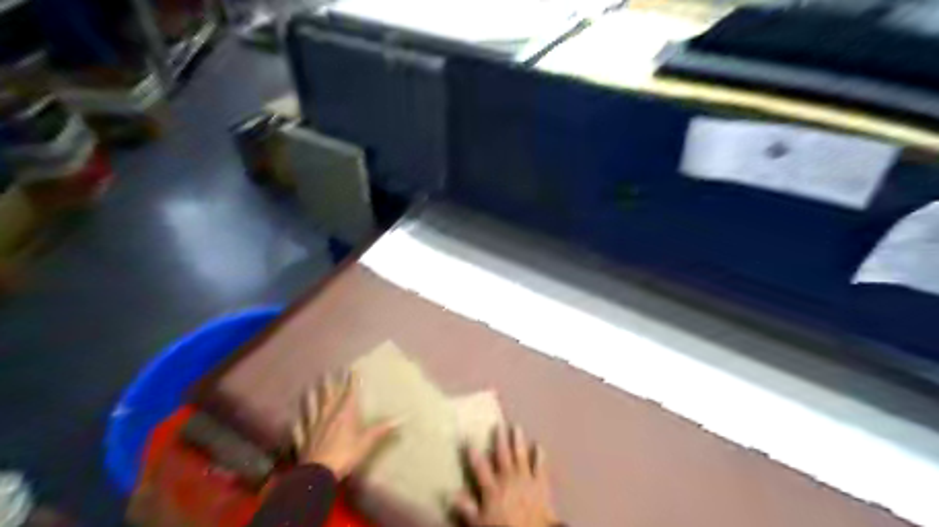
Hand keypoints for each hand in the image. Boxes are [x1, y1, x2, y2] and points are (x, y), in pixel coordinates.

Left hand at [292, 373, 394, 479]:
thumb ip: (383, 429)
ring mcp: (314, 426)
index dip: (351, 380)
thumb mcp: (367, 442)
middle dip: (329, 383)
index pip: (350, 392)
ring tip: (309, 388)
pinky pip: (300, 428)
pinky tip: (295, 420)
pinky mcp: (304, 439)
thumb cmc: (345, 454)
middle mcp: (328, 414)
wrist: (317, 474)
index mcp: (345, 412)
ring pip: (312, 408)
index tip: (351, 368)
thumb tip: (404, 417)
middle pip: (329, 396)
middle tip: (327, 372)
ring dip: (311, 398)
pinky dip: (298, 423)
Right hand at [454, 427, 556, 526]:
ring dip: (518, 441)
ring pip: (520, 456)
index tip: (467, 437)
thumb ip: (466, 508)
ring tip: (516, 427)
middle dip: (499, 439)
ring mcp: (525, 479)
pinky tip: (539, 445)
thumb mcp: (480, 523)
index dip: (473, 452)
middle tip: (498, 424)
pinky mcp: (541, 484)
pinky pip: (540, 466)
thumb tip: (449, 494)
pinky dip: (540, 456)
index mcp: (492, 488)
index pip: (480, 467)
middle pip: (502, 455)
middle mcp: (508, 478)